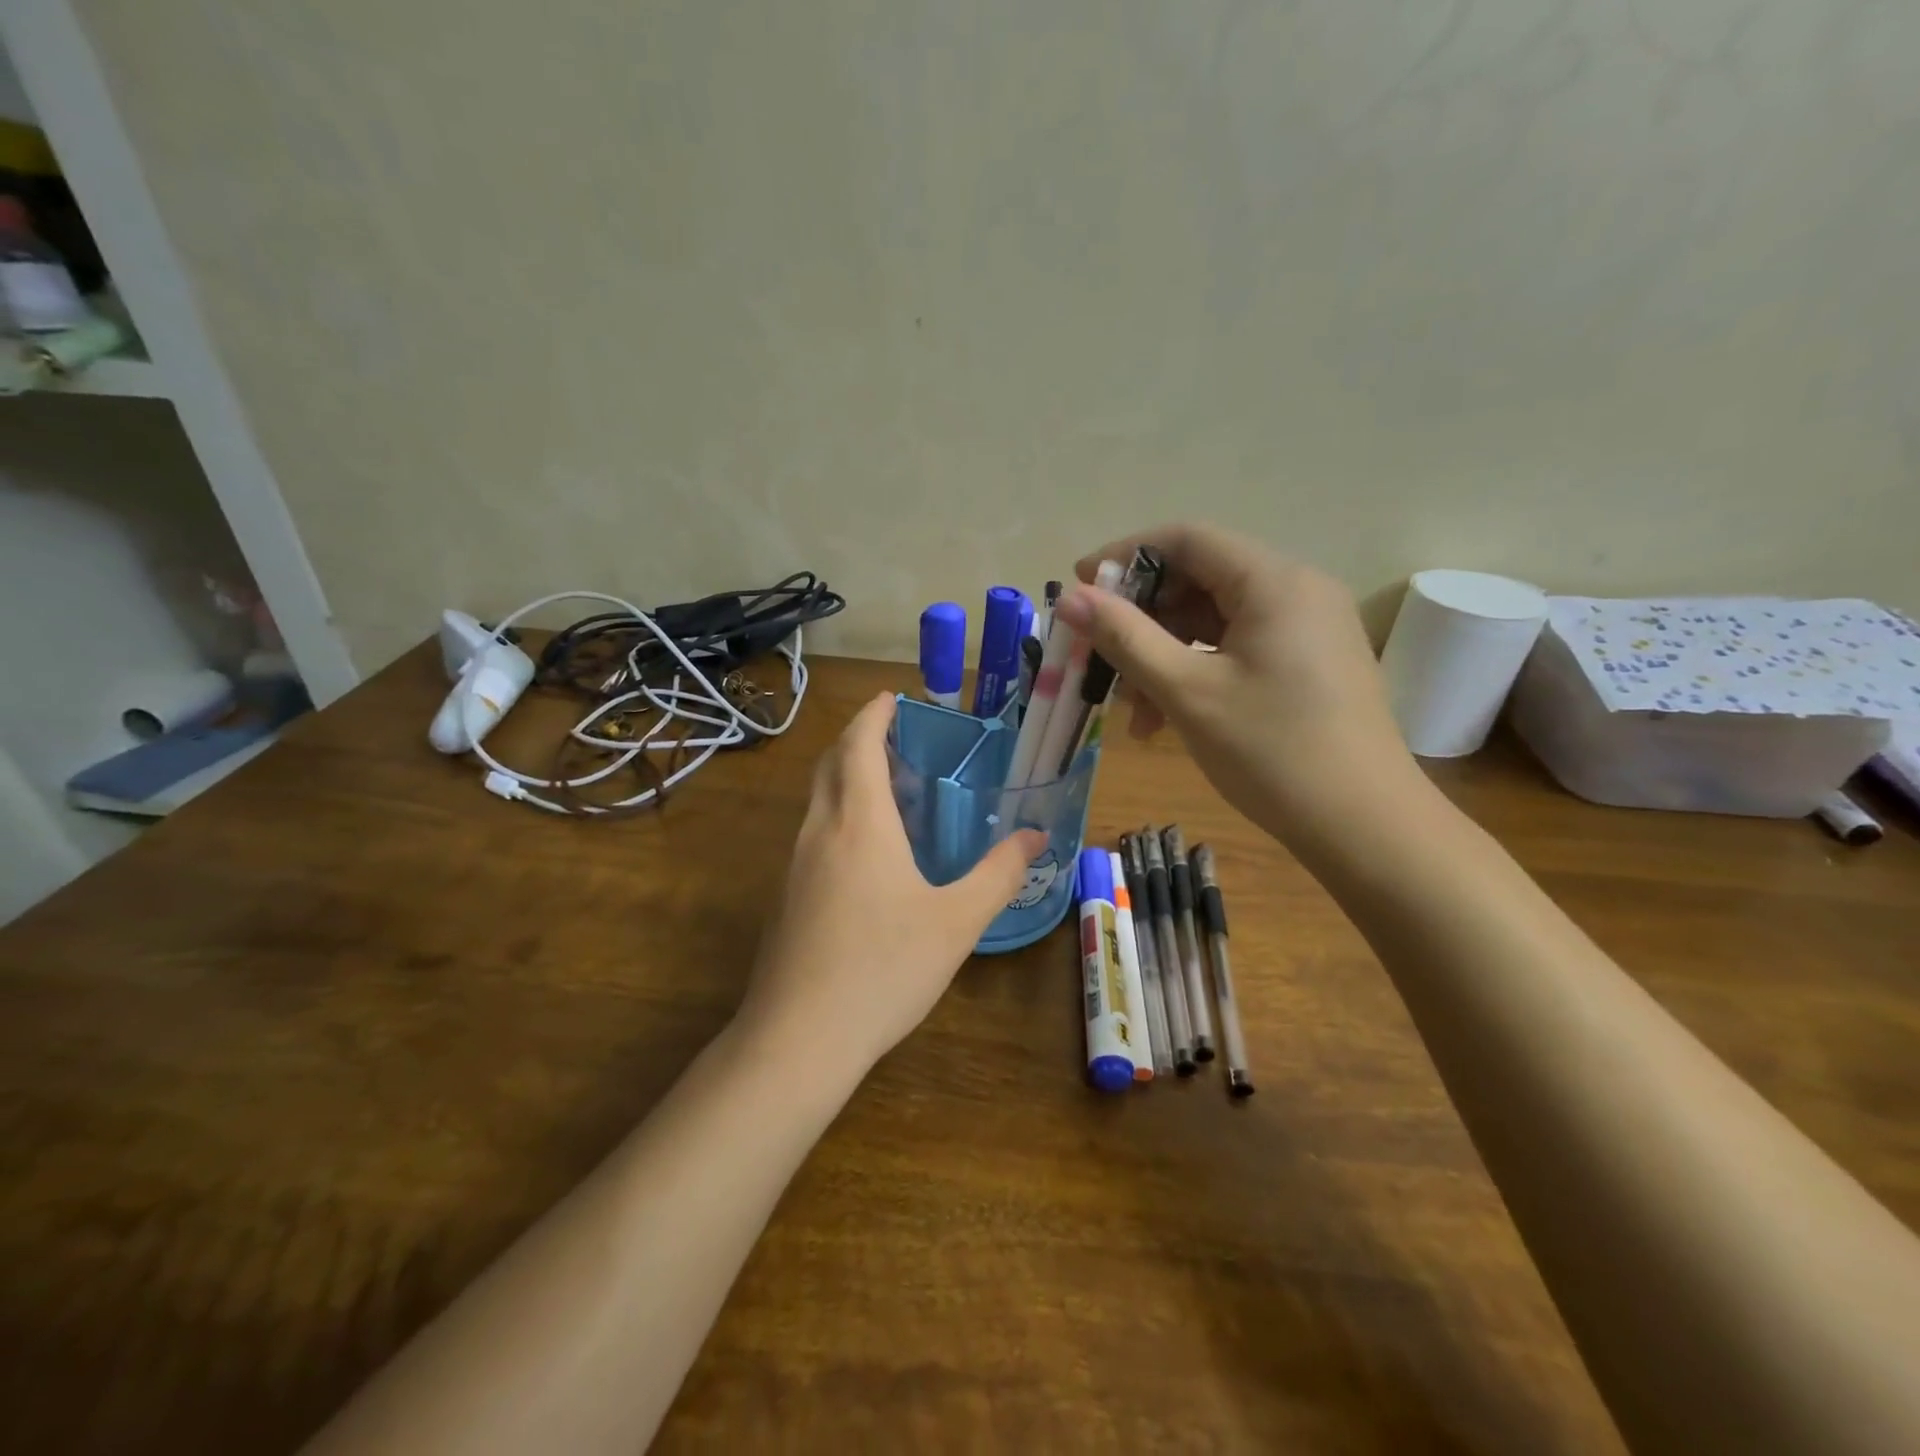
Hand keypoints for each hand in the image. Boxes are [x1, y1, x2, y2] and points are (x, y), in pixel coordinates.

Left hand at [737, 693, 1045, 1073]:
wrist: (798, 1038)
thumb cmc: (884, 967)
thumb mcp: (956, 921)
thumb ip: (998, 873)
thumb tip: (1034, 837)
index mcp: (859, 821)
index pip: (858, 743)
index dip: (874, 714)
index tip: (892, 698)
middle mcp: (819, 830)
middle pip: (831, 763)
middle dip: (858, 739)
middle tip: (896, 739)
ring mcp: (794, 865)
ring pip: (818, 800)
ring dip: (847, 779)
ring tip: (888, 791)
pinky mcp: (786, 898)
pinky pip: (813, 835)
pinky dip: (838, 816)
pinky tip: (866, 855)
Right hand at [1057, 522, 1415, 843]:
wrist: (1364, 826)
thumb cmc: (1271, 752)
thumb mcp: (1187, 692)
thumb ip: (1125, 638)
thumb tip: (1070, 599)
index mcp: (1273, 581)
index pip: (1186, 539)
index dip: (1123, 557)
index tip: (1077, 589)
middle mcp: (1296, 589)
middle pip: (1199, 577)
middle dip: (1141, 615)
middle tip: (1098, 655)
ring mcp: (1308, 626)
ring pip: (1215, 618)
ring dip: (1164, 651)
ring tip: (1129, 704)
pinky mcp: (1309, 661)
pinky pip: (1238, 646)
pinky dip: (1196, 668)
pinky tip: (1166, 715)